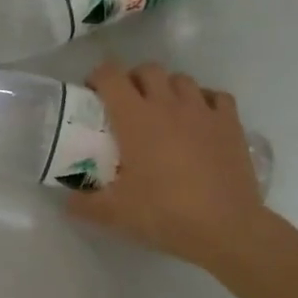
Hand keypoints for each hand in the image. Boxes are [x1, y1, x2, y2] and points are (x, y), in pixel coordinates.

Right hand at [69, 59, 271, 272]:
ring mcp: (203, 111)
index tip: (93, 94)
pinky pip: (216, 97)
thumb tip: (67, 200)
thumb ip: (83, 203)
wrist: (226, 228)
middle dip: (133, 80)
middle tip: (127, 105)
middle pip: (147, 69)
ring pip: (181, 79)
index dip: (98, 77)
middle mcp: (168, 104)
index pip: (111, 75)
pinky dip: (205, 101)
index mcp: (135, 117)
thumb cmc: (164, 213)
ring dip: (168, 88)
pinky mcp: (231, 124)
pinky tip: (200, 120)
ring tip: (163, 112)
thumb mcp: (113, 213)